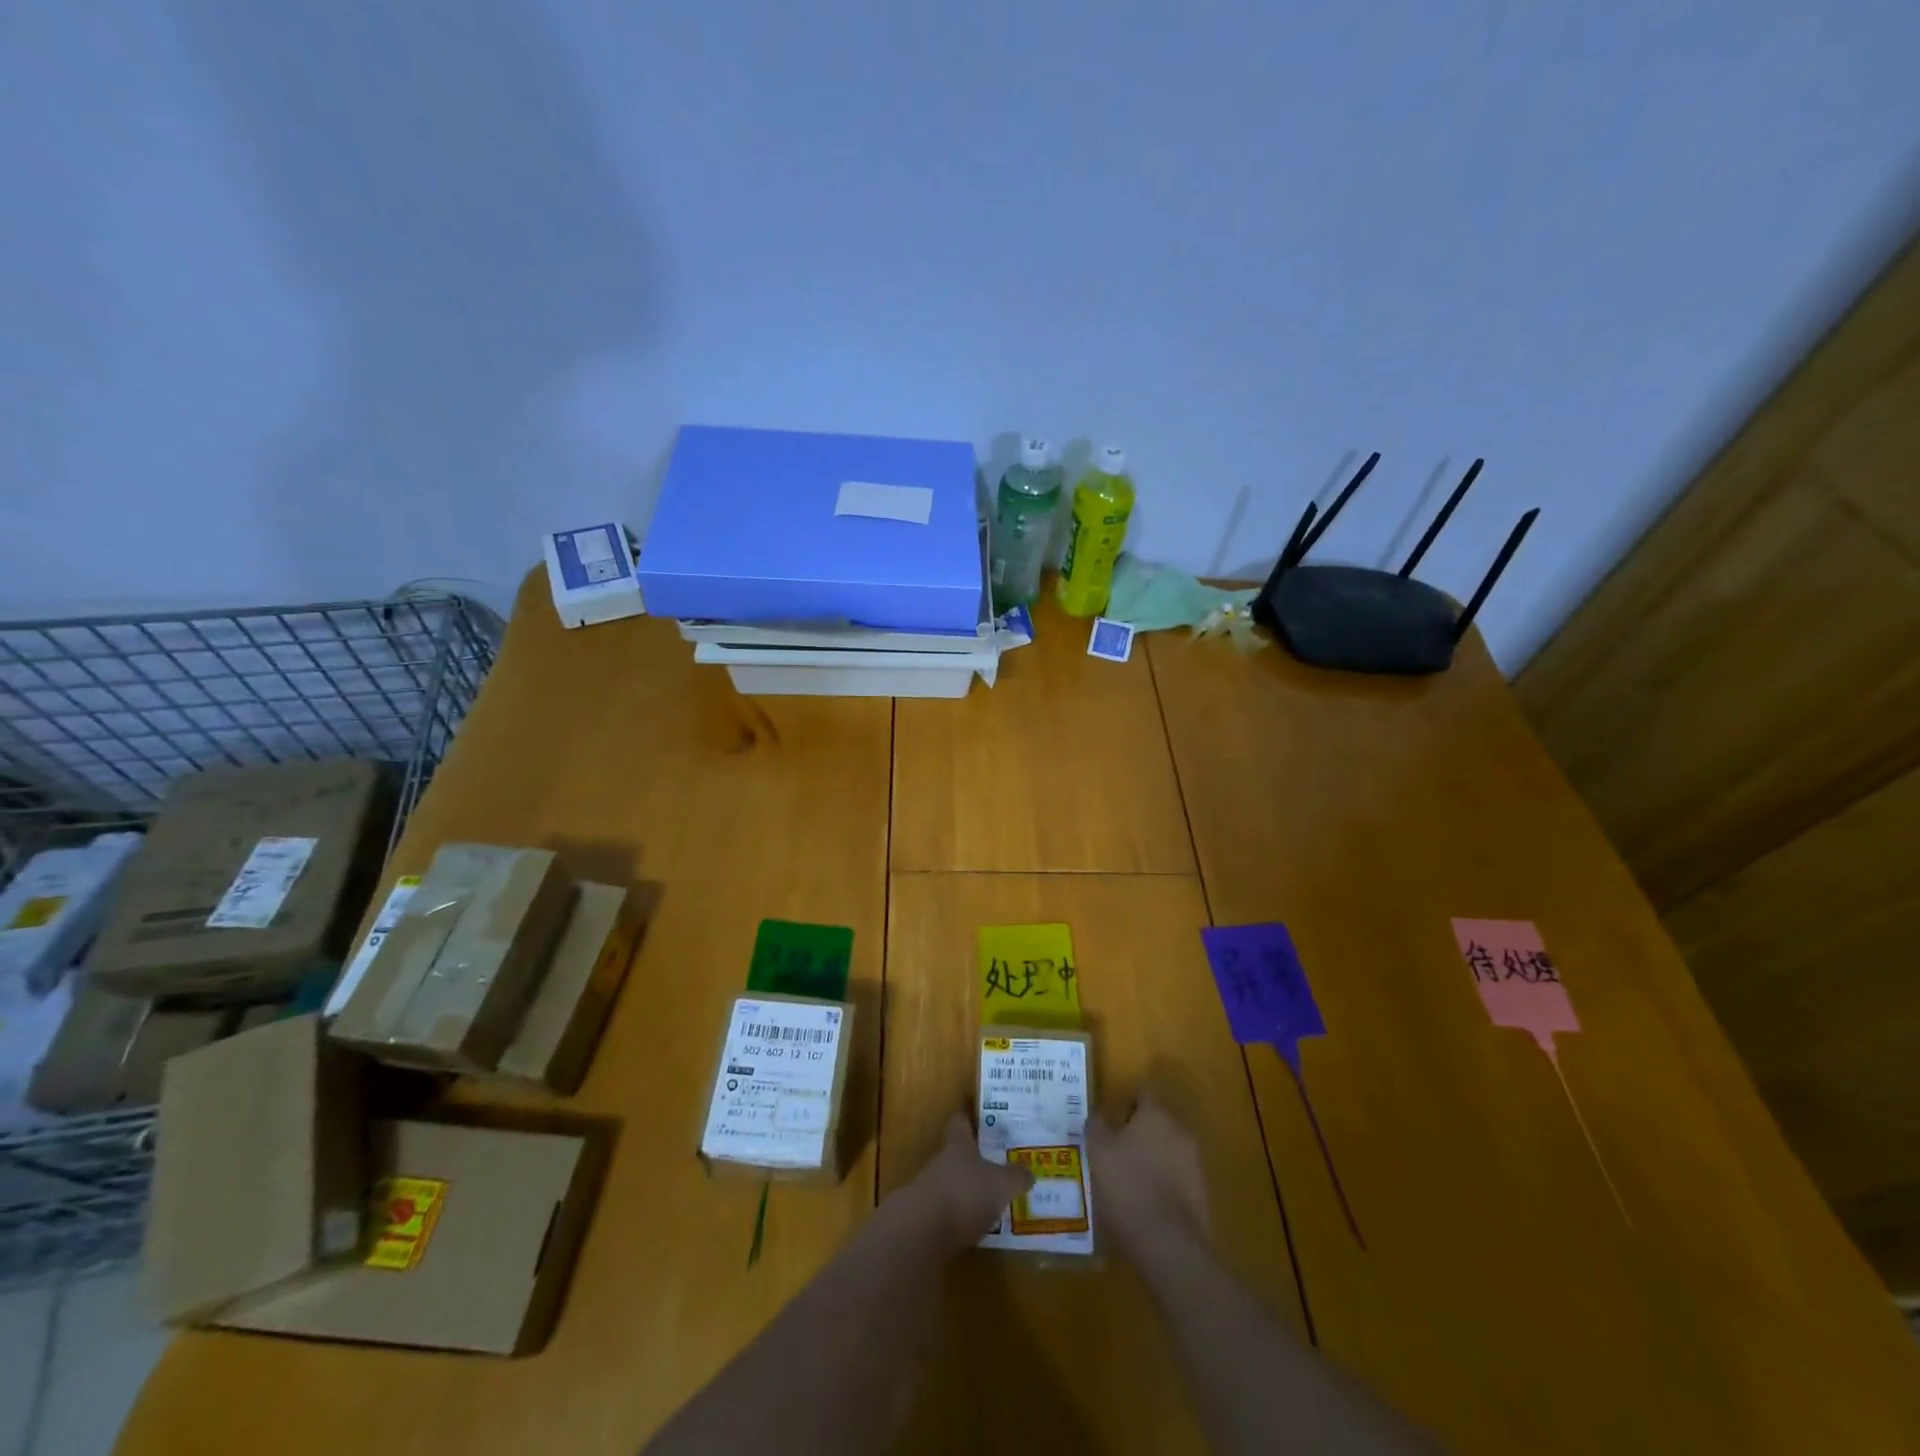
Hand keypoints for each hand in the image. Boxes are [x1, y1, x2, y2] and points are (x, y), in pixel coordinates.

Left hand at [897, 1112, 1032, 1252]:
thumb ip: (1016, 1177)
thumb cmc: (965, 1193)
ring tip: (992, 1201)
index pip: (960, 1122)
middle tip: (998, 1164)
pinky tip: (977, 1229)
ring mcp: (930, 1190)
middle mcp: (941, 1162)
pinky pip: (948, 1213)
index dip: (969, 1117)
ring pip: (953, 1184)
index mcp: (958, 1145)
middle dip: (975, 1159)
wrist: (922, 1232)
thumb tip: (1029, 1173)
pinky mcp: (925, 1220)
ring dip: (968, 1191)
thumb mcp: (1001, 1184)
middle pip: (957, 1154)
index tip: (979, 1115)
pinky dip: (961, 1218)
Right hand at [1088, 1091, 1210, 1261]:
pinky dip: (1162, 1180)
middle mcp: (1180, 1131)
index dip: (1126, 1103)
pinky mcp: (1201, 1192)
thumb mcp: (1098, 1152)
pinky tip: (1144, 1201)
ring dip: (1151, 1156)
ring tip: (1127, 1179)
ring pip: (1168, 1148)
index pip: (1144, 1093)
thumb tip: (1098, 1116)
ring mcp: (1195, 1162)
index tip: (1112, 1123)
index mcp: (1157, 1114)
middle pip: (1158, 1121)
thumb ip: (1097, 1126)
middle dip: (1138, 1131)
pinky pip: (1177, 1175)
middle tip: (1115, 1151)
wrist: (1168, 1243)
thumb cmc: (1127, 1186)